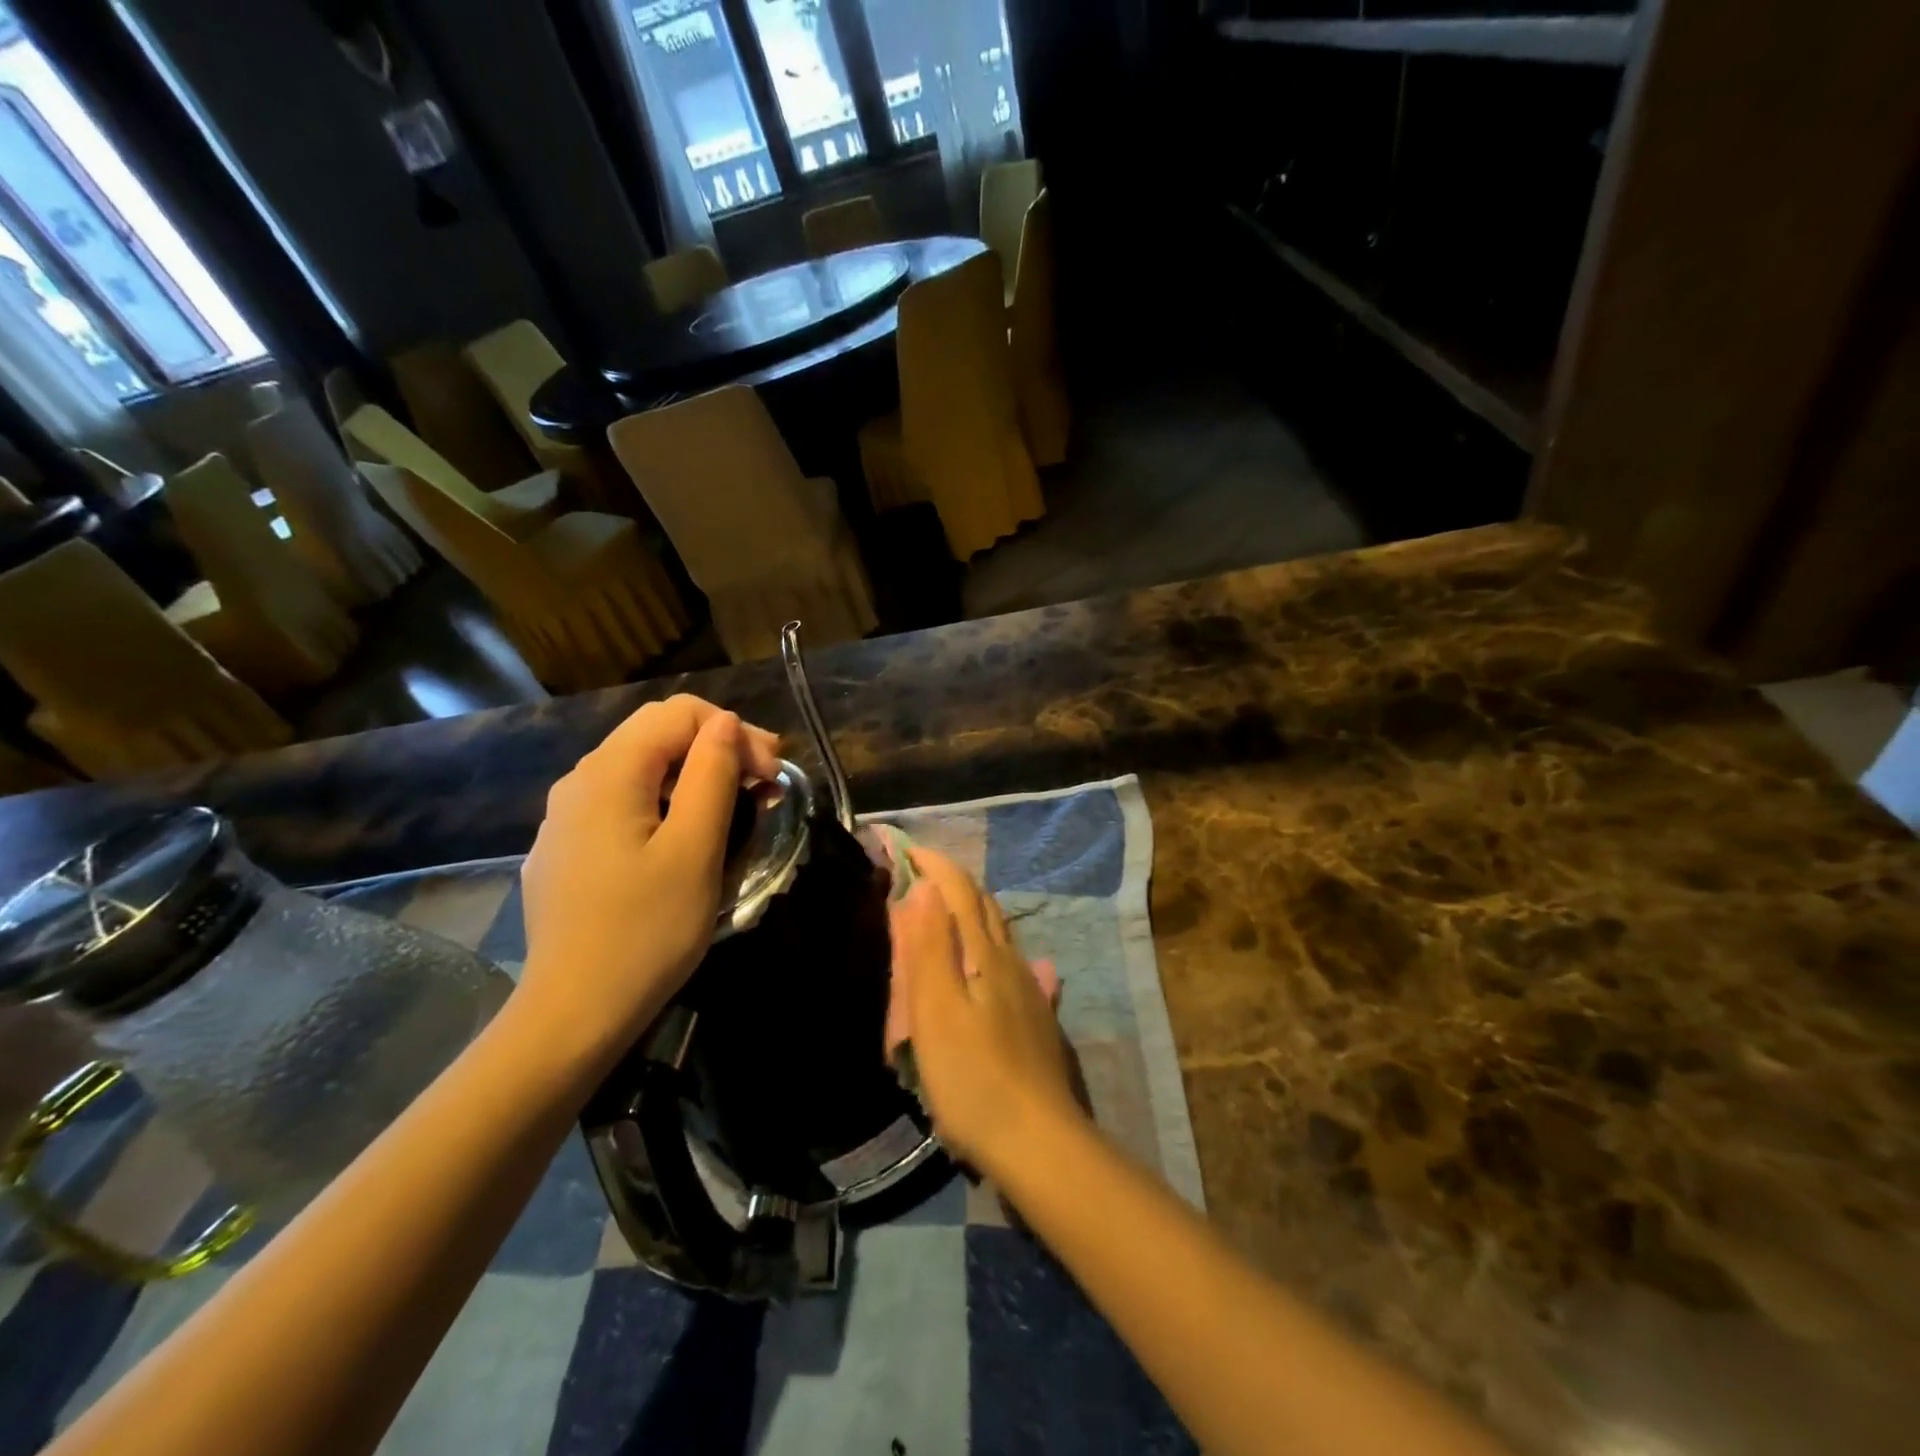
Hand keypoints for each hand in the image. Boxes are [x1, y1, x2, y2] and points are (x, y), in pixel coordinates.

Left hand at [517, 695, 780, 1066]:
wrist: (572, 1015)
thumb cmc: (646, 931)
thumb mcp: (695, 849)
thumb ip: (712, 775)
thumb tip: (726, 725)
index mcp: (609, 773)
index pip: (680, 714)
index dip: (735, 733)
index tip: (771, 777)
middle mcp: (579, 781)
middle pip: (657, 734)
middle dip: (719, 748)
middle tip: (766, 785)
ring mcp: (565, 818)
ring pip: (641, 769)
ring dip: (695, 776)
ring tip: (737, 809)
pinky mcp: (566, 850)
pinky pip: (622, 804)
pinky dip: (665, 803)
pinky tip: (685, 838)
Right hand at [895, 848, 1085, 1176]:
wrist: (1038, 1141)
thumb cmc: (973, 1076)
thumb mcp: (936, 1011)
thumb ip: (929, 948)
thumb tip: (926, 888)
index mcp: (985, 954)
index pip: (960, 891)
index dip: (935, 865)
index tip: (906, 849)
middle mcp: (1012, 962)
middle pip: (984, 908)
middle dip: (954, 884)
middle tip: (921, 878)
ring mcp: (1030, 992)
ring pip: (1001, 936)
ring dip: (973, 914)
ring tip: (947, 914)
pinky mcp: (1037, 1021)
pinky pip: (1015, 968)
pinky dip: (996, 951)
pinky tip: (1005, 964)